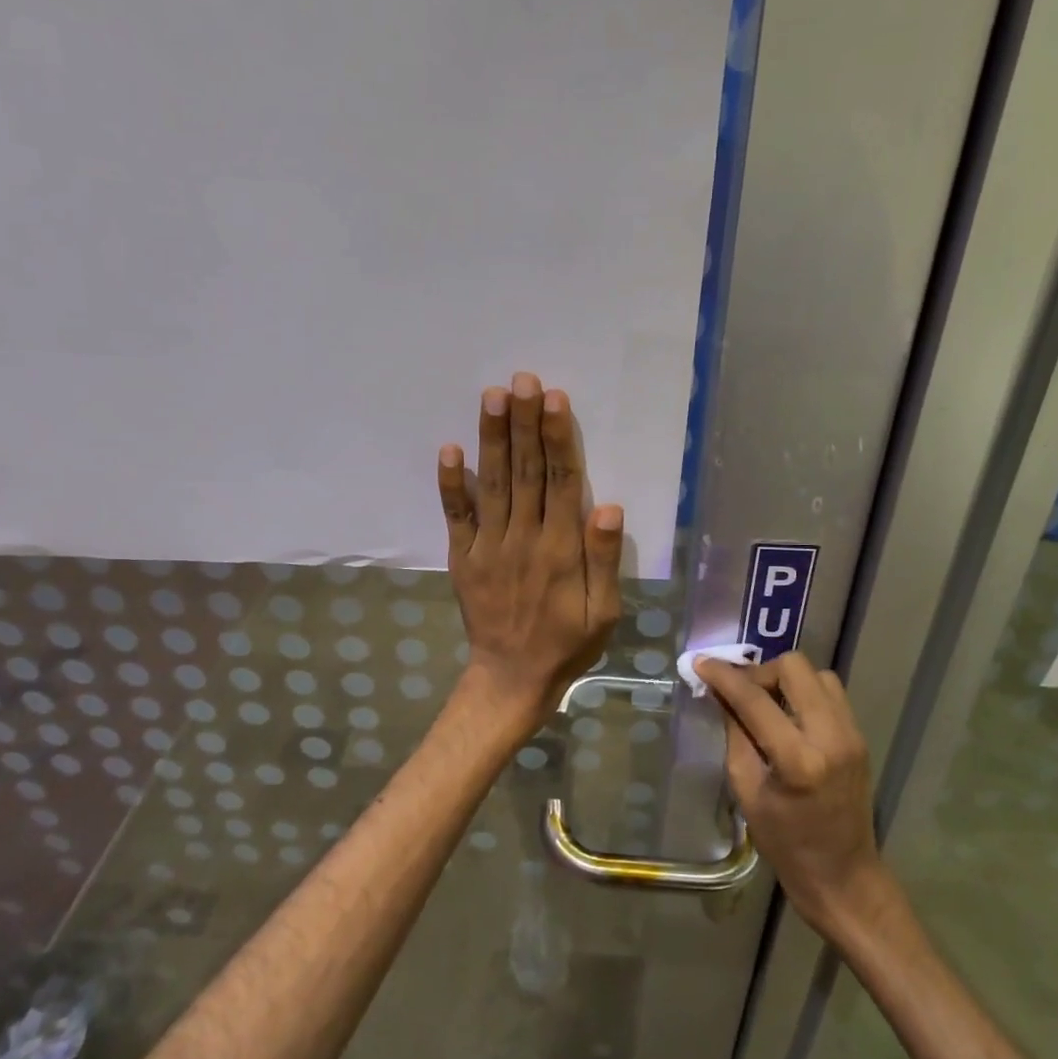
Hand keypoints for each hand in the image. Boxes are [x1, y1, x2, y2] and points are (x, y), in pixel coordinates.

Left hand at [437, 372, 623, 727]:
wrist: (511, 678)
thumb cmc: (567, 643)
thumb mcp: (603, 612)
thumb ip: (603, 559)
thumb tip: (608, 506)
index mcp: (560, 549)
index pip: (561, 482)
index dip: (557, 438)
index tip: (553, 399)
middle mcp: (523, 538)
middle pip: (525, 471)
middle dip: (524, 423)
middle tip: (522, 380)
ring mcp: (488, 546)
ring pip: (492, 484)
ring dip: (492, 439)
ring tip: (492, 396)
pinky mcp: (464, 558)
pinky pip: (456, 516)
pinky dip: (451, 484)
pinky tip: (449, 449)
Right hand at [697, 653, 894, 938]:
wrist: (844, 877)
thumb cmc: (786, 845)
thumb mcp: (747, 791)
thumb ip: (734, 735)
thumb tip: (720, 693)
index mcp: (798, 760)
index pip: (755, 699)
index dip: (724, 676)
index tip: (701, 663)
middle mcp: (832, 737)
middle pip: (794, 668)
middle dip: (760, 672)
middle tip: (741, 693)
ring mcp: (852, 734)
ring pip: (817, 673)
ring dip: (786, 679)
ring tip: (766, 703)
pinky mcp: (860, 736)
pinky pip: (830, 693)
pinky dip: (804, 692)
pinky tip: (788, 715)